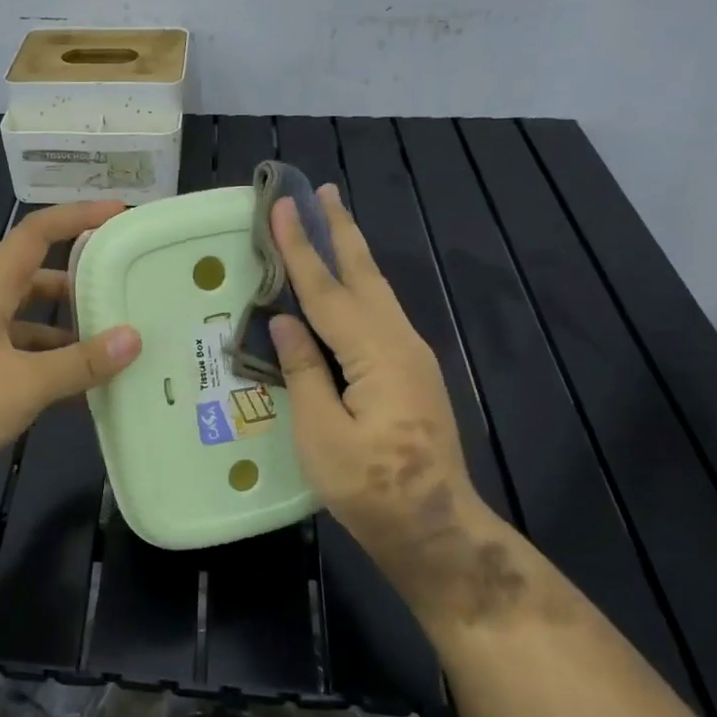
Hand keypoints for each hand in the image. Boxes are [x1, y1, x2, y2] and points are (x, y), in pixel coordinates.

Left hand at [0, 201, 142, 495]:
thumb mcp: (28, 381)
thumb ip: (81, 361)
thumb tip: (133, 339)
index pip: (33, 235)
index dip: (74, 217)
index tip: (116, 214)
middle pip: (37, 279)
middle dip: (78, 280)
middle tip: (121, 286)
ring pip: (34, 325)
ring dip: (70, 332)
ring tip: (115, 342)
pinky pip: (28, 362)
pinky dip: (56, 369)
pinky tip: (88, 390)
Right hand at [268, 186, 518, 623]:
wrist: (434, 526)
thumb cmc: (371, 488)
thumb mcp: (321, 435)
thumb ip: (305, 372)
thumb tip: (286, 323)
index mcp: (376, 355)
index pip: (328, 291)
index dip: (301, 249)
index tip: (282, 206)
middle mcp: (400, 343)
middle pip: (364, 276)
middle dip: (339, 231)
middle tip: (322, 190)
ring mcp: (411, 357)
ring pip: (377, 292)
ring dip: (352, 254)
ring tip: (331, 221)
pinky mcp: (411, 373)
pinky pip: (379, 314)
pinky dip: (358, 287)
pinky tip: (347, 287)